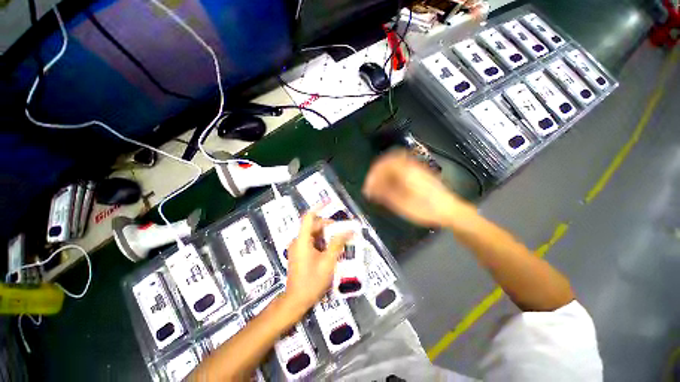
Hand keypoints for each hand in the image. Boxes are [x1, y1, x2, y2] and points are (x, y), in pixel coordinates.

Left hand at [283, 211, 351, 313]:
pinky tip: (331, 250)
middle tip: (342, 231)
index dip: (319, 207)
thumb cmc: (312, 281)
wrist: (296, 300)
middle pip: (314, 226)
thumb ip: (337, 243)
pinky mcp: (299, 254)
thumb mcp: (328, 261)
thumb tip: (348, 231)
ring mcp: (298, 248)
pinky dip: (322, 242)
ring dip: (326, 235)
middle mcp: (298, 241)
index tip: (329, 202)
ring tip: (339, 241)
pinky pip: (312, 242)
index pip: (309, 217)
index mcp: (302, 240)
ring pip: (314, 234)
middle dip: (328, 226)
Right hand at [362, 150, 474, 227]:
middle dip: (377, 171)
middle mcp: (411, 165)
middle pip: (389, 160)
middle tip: (372, 183)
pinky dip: (392, 173)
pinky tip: (391, 184)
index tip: (368, 185)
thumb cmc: (426, 209)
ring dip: (385, 171)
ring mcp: (416, 167)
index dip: (373, 173)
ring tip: (379, 184)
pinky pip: (402, 167)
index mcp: (406, 172)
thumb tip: (369, 189)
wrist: (450, 210)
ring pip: (395, 162)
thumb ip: (384, 194)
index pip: (384, 164)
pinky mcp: (420, 172)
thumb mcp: (402, 204)